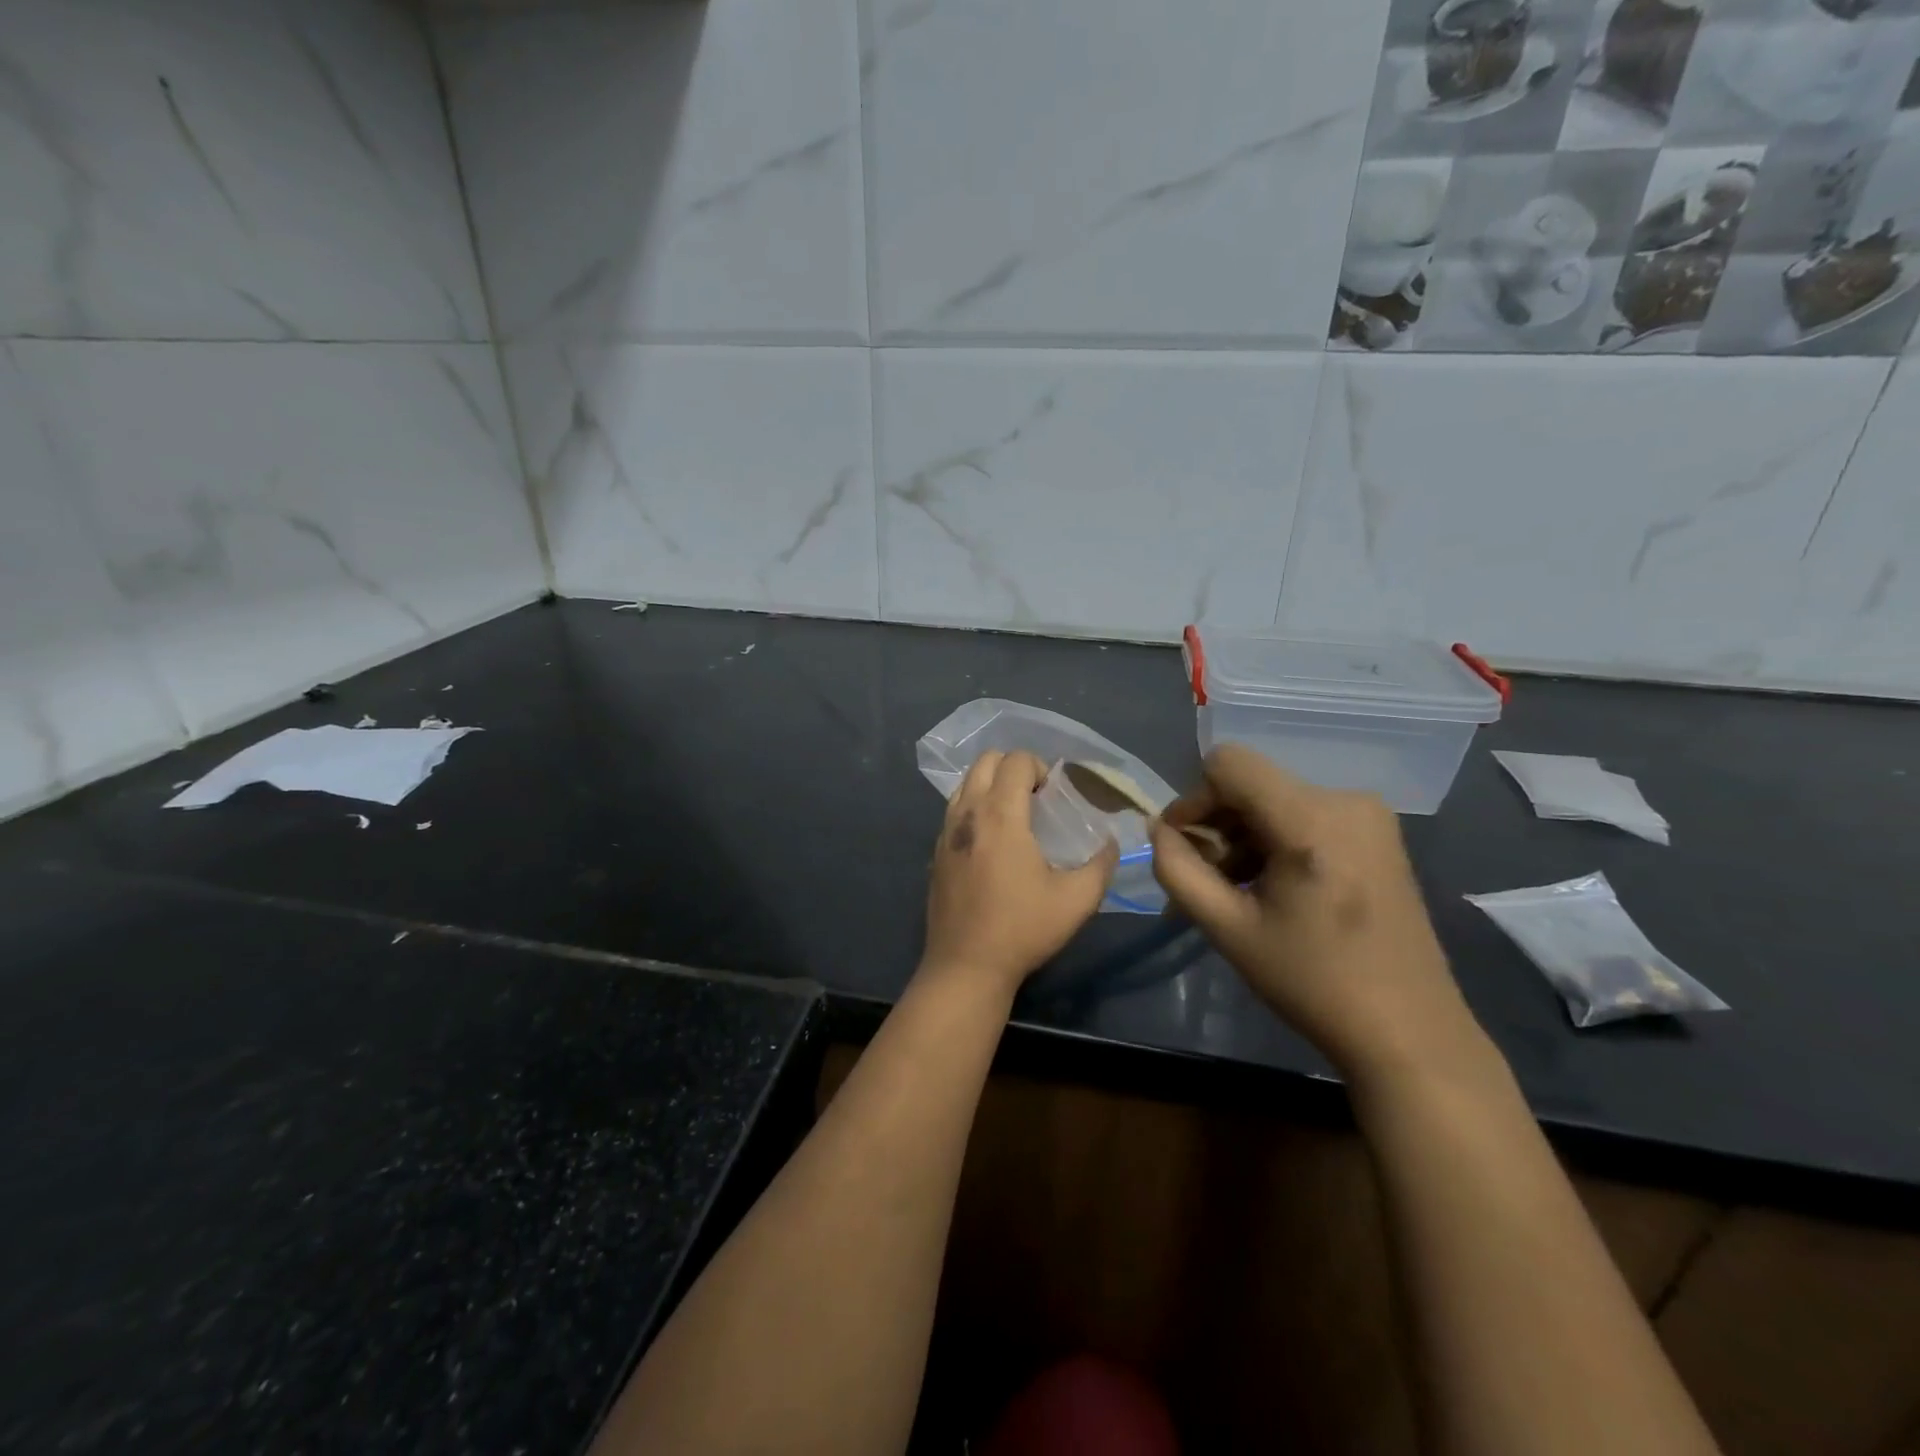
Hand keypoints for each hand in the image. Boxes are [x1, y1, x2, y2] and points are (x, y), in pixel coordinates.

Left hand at [921, 751, 1118, 997]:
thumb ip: (1101, 865)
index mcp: (1000, 815)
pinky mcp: (935, 852)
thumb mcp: (1077, 900)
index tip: (1053, 793)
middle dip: (1012, 767)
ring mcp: (946, 832)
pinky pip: (954, 810)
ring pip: (965, 783)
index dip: (1038, 766)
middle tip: (1035, 796)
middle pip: (985, 761)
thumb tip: (1111, 843)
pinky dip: (974, 808)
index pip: (1014, 761)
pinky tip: (991, 842)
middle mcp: (968, 813)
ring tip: (1013, 815)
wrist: (966, 966)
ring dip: (990, 785)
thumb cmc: (1022, 929)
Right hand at [1149, 745, 1480, 1080]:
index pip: (1227, 764)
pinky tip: (1277, 888)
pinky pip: (1305, 814)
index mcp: (1310, 819)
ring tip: (1242, 891)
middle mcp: (1345, 799)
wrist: (1408, 1031)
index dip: (1193, 800)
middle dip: (1218, 826)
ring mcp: (1369, 814)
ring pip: (1275, 799)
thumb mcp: (1227, 929)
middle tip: (1210, 882)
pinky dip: (1276, 840)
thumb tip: (1157, 830)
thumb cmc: (1313, 982)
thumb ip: (1178, 870)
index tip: (1185, 849)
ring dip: (1245, 836)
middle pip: (1251, 783)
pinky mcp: (1379, 832)